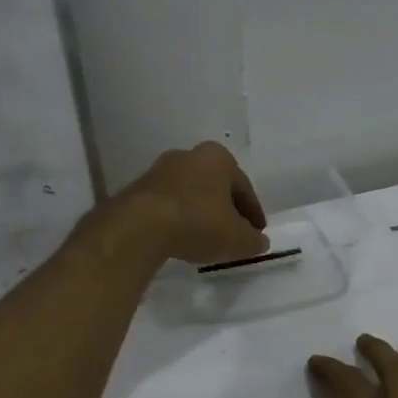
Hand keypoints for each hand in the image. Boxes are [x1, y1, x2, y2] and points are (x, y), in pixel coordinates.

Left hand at [113, 141, 268, 266]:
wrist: (141, 226)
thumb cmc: (199, 223)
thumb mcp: (237, 239)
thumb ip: (253, 241)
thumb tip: (259, 242)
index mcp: (218, 158)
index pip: (244, 188)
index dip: (253, 214)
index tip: (256, 234)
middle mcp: (189, 155)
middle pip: (216, 188)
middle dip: (225, 210)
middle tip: (233, 235)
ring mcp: (160, 170)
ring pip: (190, 195)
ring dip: (200, 214)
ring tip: (205, 240)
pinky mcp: (139, 189)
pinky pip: (168, 205)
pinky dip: (178, 219)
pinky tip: (181, 238)